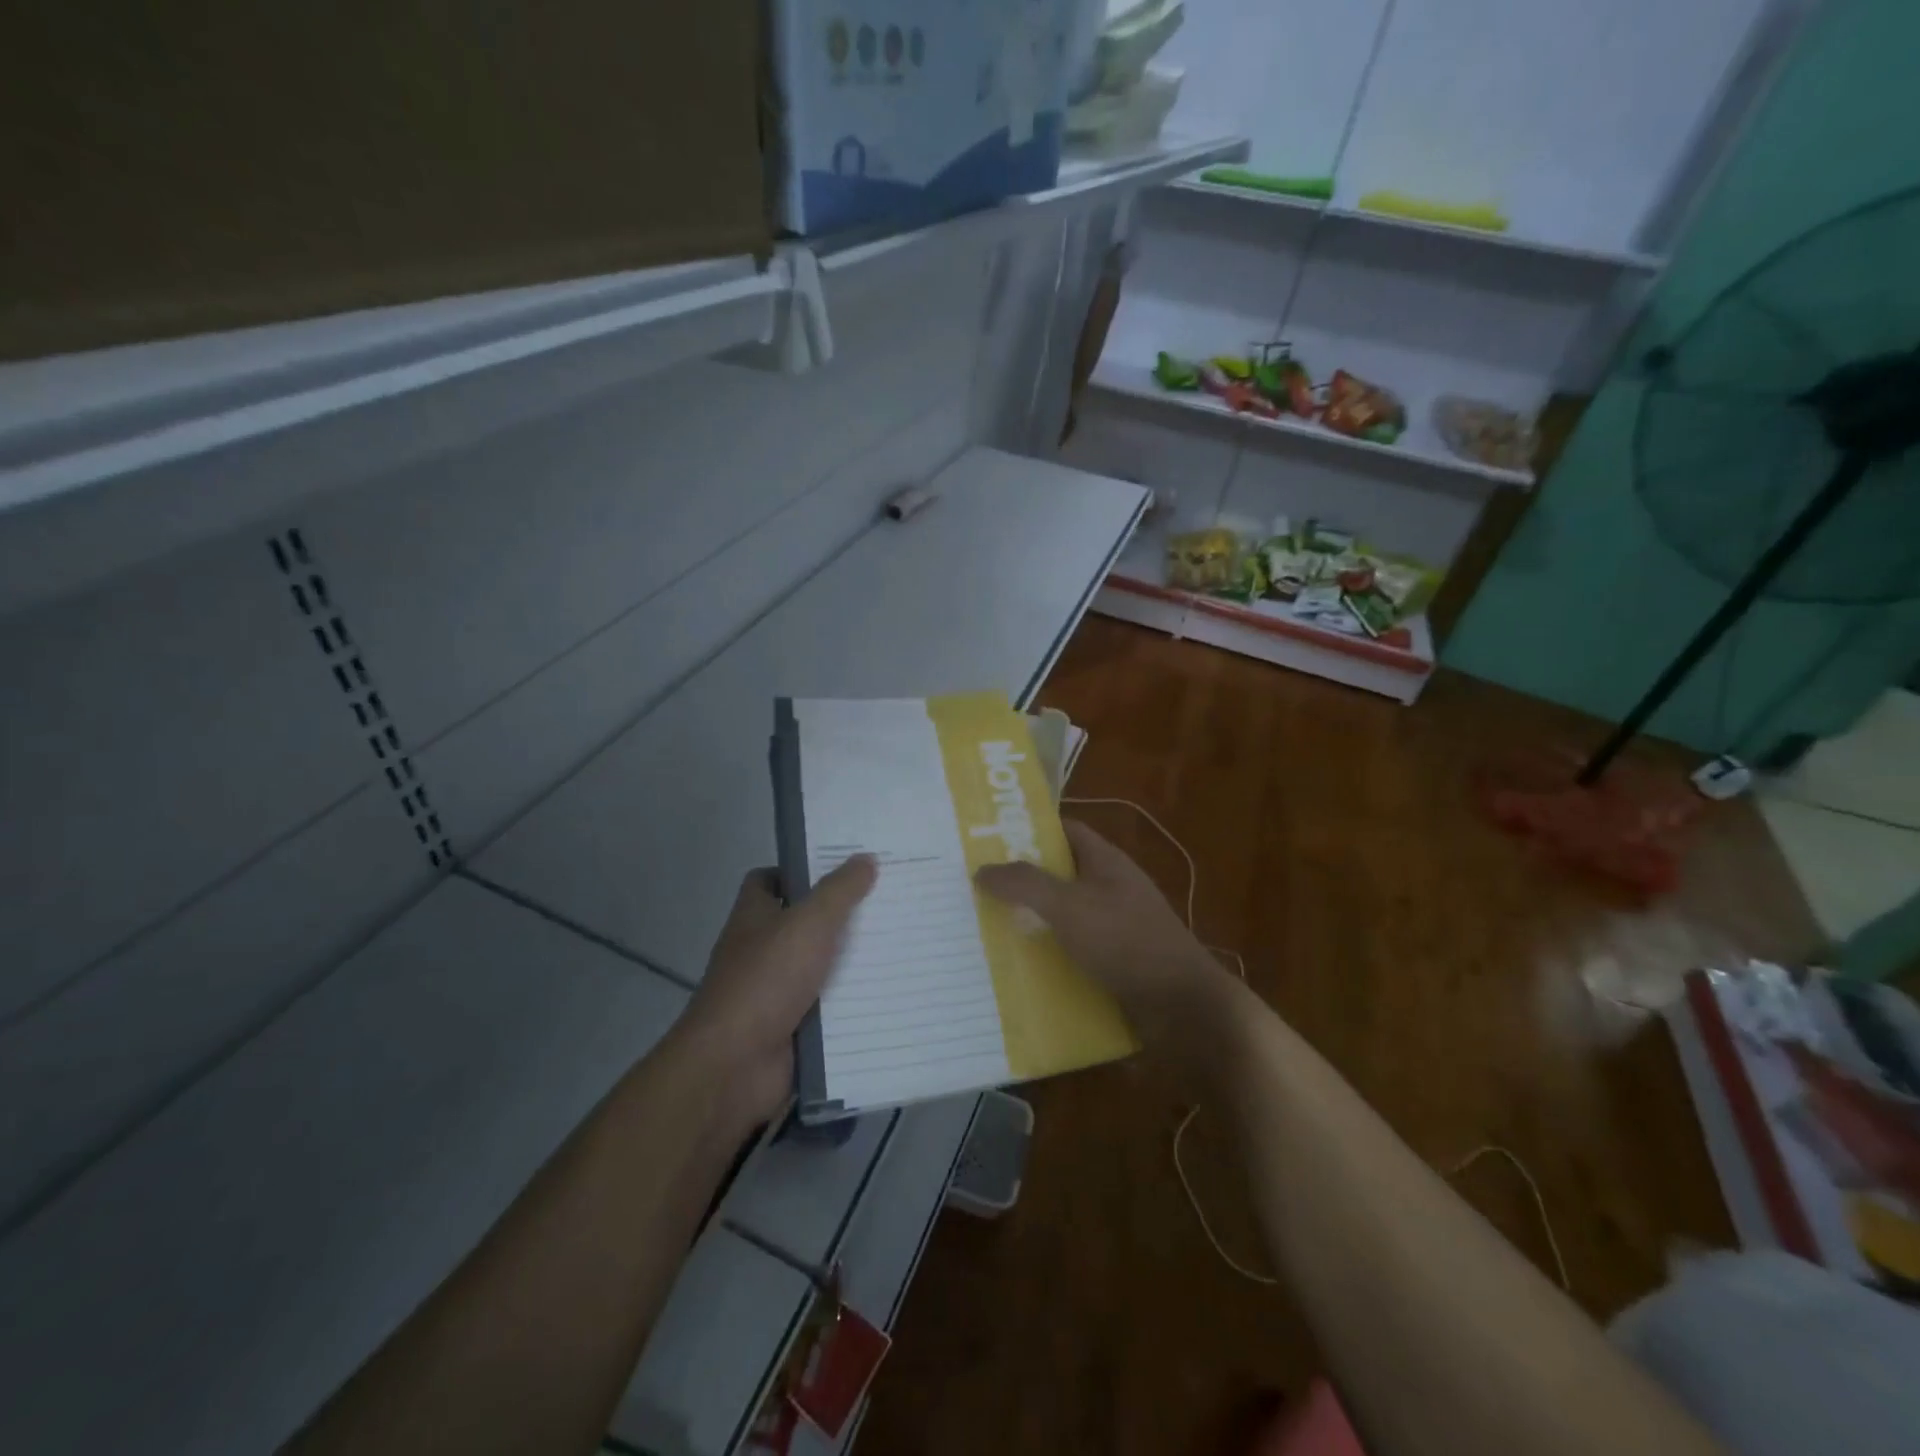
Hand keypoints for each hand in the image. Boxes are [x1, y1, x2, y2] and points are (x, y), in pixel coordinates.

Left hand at [681, 856, 876, 1126]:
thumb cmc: (766, 980)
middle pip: (805, 922)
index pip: (772, 879)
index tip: (845, 867)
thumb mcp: (808, 923)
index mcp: (755, 916)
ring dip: (854, 960)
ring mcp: (776, 990)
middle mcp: (762, 949)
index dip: (803, 870)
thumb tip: (865, 858)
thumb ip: (839, 891)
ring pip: (822, 966)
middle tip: (889, 902)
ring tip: (902, 943)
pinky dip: (854, 1002)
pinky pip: (830, 1007)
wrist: (734, 1065)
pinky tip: (891, 991)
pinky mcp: (793, 1026)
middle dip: (842, 914)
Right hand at [975, 820, 1226, 1049]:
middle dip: (1022, 880)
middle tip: (976, 887)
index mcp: (1106, 862)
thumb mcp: (1069, 906)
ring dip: (1031, 921)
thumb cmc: (1126, 941)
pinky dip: (1048, 955)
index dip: (1030, 829)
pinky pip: (1073, 950)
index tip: (989, 839)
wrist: (1182, 1006)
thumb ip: (1025, 884)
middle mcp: (1111, 888)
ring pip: (1064, 915)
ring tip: (985, 928)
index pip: (1065, 830)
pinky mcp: (1115, 962)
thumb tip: (982, 869)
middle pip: (1060, 874)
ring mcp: (1115, 926)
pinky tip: (1018, 968)